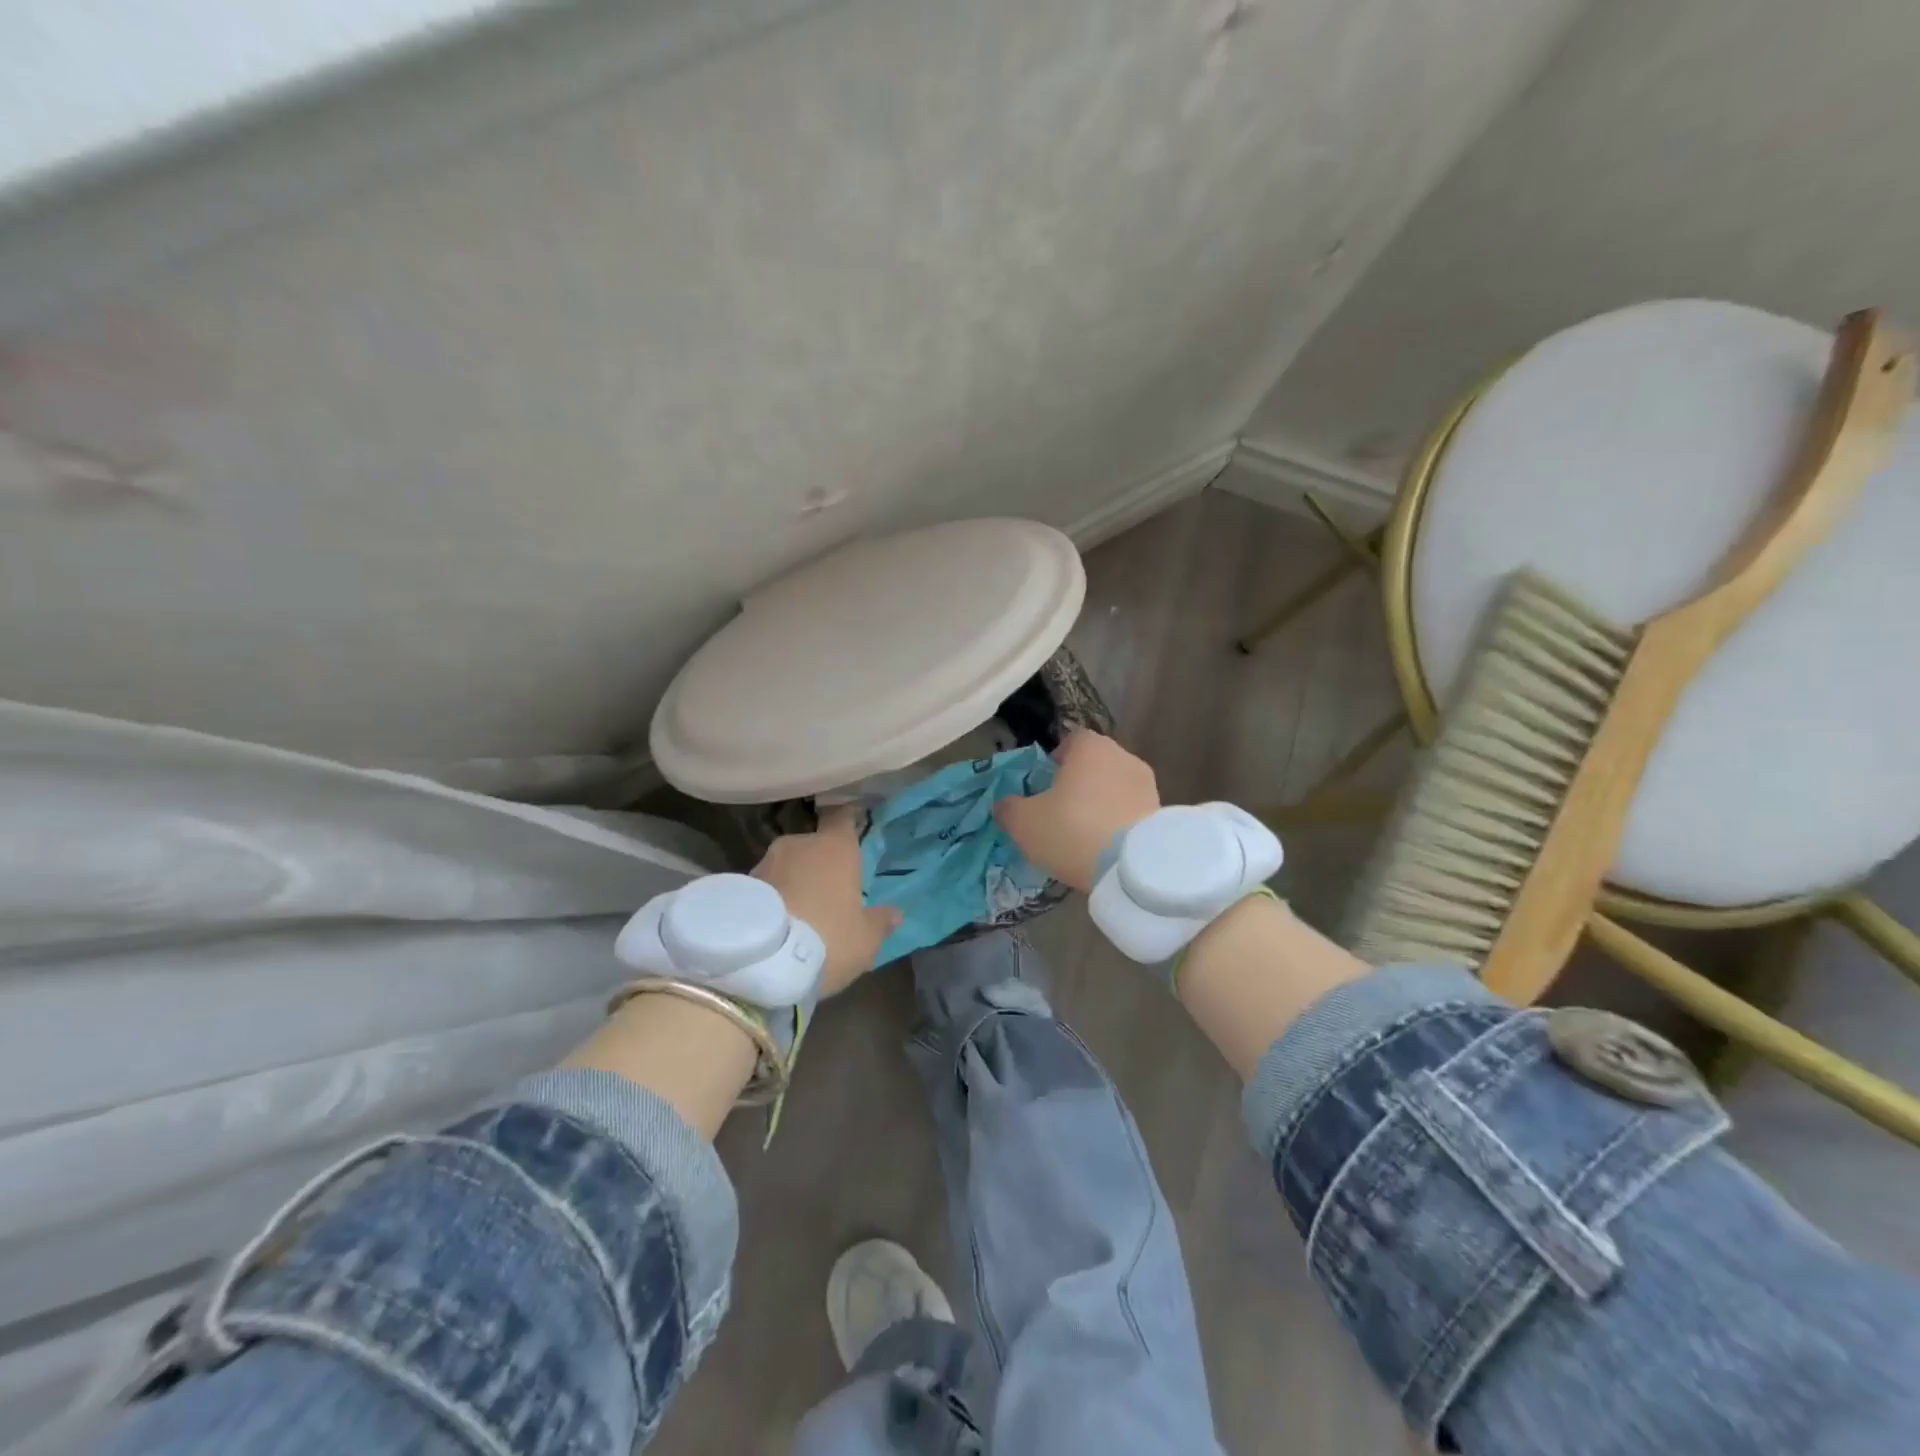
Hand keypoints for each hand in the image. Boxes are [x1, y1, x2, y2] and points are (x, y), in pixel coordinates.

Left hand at [752, 806, 900, 996]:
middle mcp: (798, 844)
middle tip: (825, 894)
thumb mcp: (865, 939)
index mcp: (835, 847)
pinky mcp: (740, 885)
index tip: (849, 829)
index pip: (842, 818)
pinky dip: (771, 899)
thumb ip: (880, 922)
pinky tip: (775, 926)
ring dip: (792, 882)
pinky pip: (764, 888)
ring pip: (786, 866)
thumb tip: (895, 913)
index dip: (845, 823)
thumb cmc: (828, 939)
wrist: (761, 963)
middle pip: (812, 846)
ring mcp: (765, 862)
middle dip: (817, 865)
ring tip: (797, 915)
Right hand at [993, 730, 1160, 893]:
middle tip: (1061, 813)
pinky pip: (1131, 811)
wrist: (1133, 867)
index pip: (1071, 741)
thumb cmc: (1072, 830)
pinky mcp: (1162, 812)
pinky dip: (1119, 823)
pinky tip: (1106, 848)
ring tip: (1085, 835)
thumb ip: (1008, 808)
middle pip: (1094, 764)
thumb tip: (1004, 804)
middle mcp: (1122, 756)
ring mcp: (1147, 784)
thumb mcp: (1024, 823)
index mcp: (1089, 747)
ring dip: (1101, 804)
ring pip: (1114, 788)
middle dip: (1078, 784)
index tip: (1045, 787)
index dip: (1056, 761)